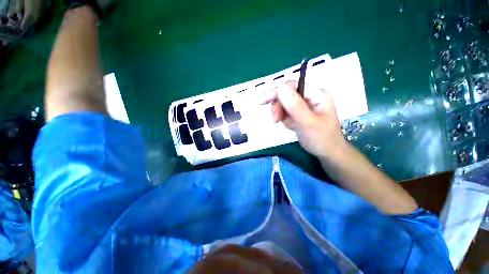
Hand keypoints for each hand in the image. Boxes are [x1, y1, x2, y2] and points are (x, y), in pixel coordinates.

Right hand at [260, 80, 346, 159]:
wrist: (328, 154)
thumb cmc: (321, 139)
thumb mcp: (307, 122)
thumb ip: (294, 105)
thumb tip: (280, 87)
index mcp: (316, 94)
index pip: (292, 85)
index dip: (277, 91)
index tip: (263, 102)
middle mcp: (310, 97)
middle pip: (287, 94)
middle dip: (279, 106)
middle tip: (275, 119)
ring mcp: (305, 106)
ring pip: (285, 104)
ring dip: (281, 114)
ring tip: (287, 125)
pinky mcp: (301, 114)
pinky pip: (287, 112)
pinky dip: (285, 119)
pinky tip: (291, 126)